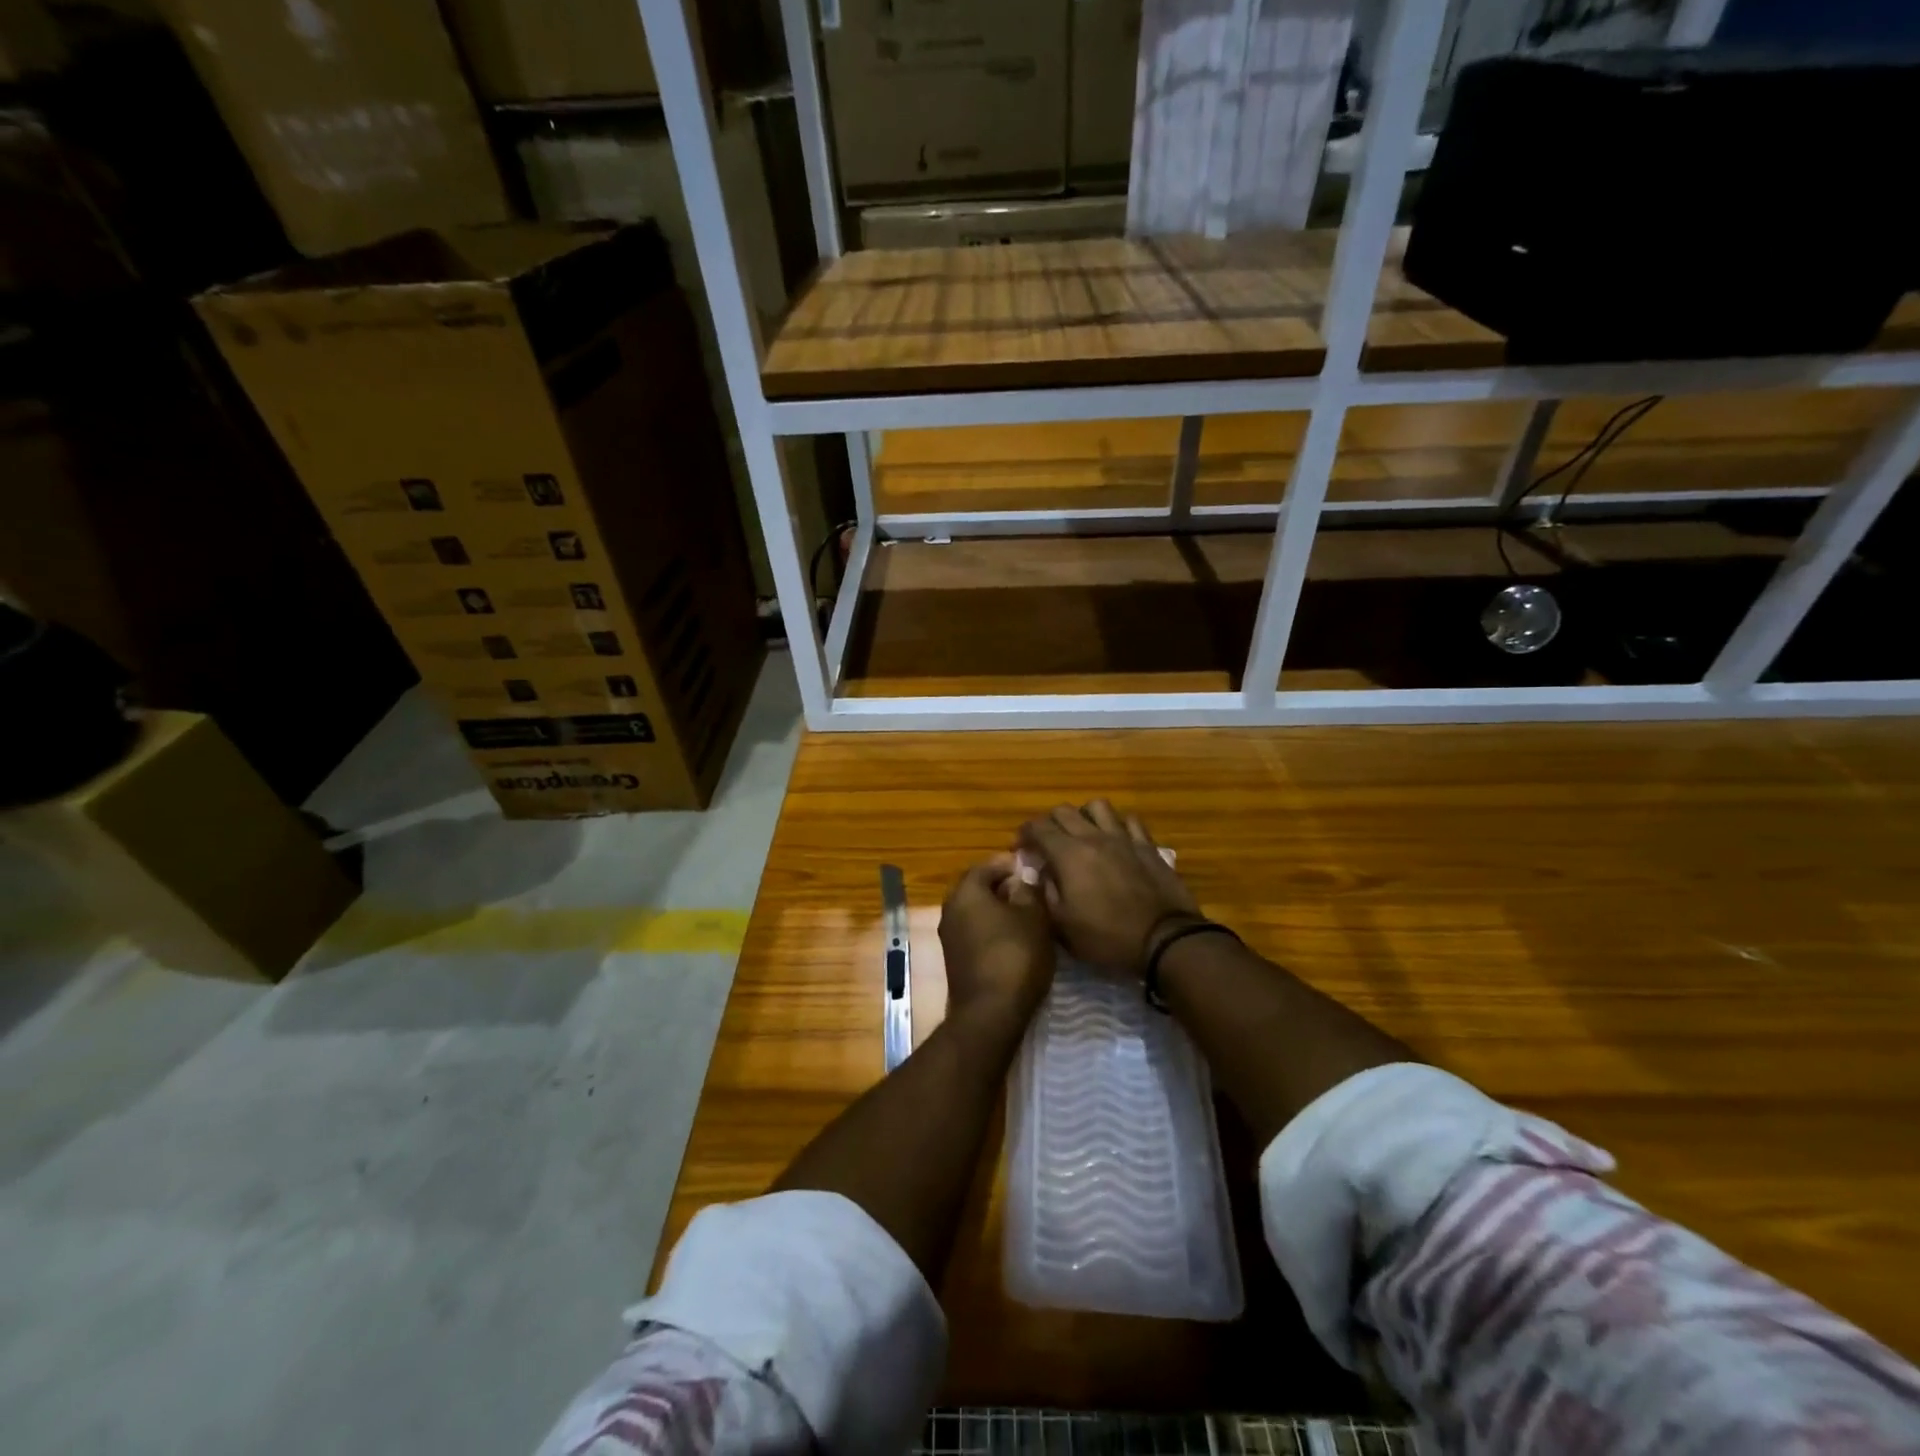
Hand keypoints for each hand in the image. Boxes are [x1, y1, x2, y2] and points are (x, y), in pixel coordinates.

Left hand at [938, 854, 1055, 1025]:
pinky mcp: (955, 959)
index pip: (986, 865)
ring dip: (999, 910)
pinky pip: (975, 933)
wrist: (990, 1013)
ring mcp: (949, 936)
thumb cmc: (1015, 955)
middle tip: (1032, 891)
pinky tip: (1015, 939)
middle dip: (1003, 887)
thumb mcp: (1033, 916)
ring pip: (976, 912)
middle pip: (978, 888)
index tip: (1032, 869)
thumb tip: (1023, 874)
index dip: (1010, 864)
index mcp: (965, 892)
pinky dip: (992, 930)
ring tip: (1028, 915)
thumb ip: (1028, 889)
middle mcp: (950, 909)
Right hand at [1018, 801, 1198, 974]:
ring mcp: (1124, 838)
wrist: (1163, 939)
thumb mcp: (1063, 926)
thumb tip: (1040, 875)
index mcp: (1068, 854)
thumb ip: (1046, 894)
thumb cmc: (1107, 937)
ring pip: (1098, 807)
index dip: (1024, 834)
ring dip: (1084, 816)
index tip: (1021, 848)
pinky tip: (1116, 839)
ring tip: (1082, 834)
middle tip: (1047, 843)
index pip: (1038, 827)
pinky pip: (1130, 821)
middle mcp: (1093, 837)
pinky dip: (1118, 824)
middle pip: (1064, 811)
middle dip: (1049, 822)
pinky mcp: (1148, 846)